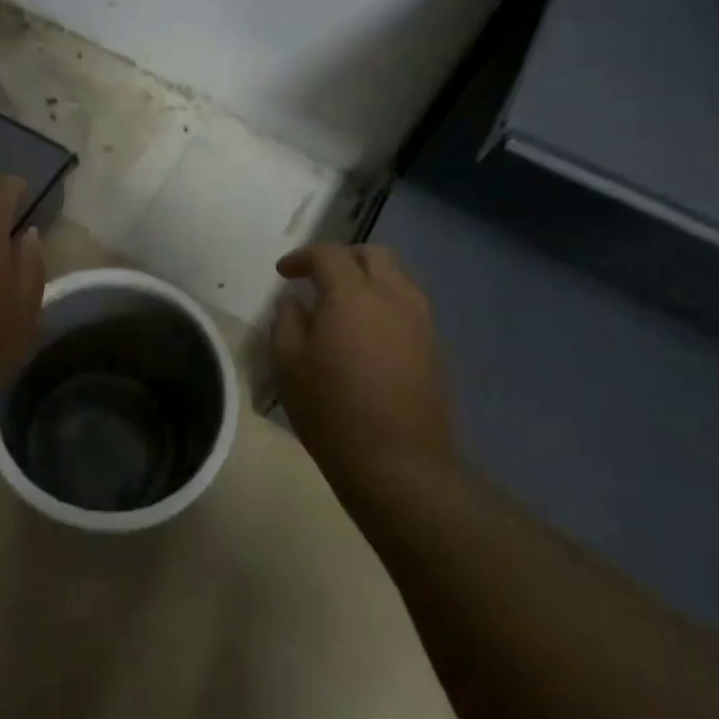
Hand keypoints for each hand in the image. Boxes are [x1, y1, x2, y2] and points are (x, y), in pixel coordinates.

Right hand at [272, 244, 453, 498]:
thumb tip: (295, 302)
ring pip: (397, 278)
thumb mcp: (289, 364)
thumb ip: (287, 321)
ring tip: (344, 306)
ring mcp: (421, 322)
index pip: (329, 254)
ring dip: (369, 280)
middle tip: (318, 279)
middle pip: (373, 255)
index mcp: (353, 295)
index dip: (302, 257)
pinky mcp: (435, 348)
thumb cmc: (332, 411)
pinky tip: (368, 334)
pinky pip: (409, 307)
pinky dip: (386, 305)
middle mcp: (393, 297)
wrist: (399, 464)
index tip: (284, 273)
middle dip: (343, 258)